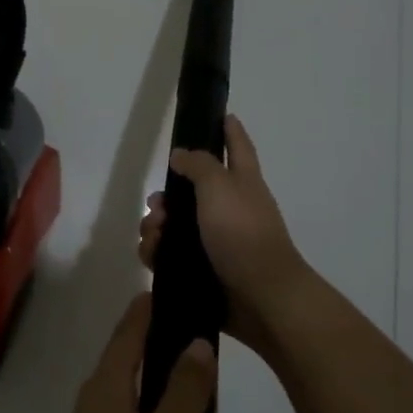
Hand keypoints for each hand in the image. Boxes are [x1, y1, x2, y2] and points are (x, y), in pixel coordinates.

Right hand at [138, 114, 309, 352]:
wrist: (260, 298)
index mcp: (242, 183)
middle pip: (191, 190)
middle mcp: (230, 209)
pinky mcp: (202, 270)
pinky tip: (152, 256)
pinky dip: (156, 254)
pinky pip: (170, 256)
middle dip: (167, 195)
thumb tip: (180, 155)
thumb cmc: (243, 234)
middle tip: (157, 205)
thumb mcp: (220, 187)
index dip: (229, 129)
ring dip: (155, 226)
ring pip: (175, 225)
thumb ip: (199, 165)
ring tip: (154, 236)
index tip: (219, 114)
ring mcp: (216, 242)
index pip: (237, 146)